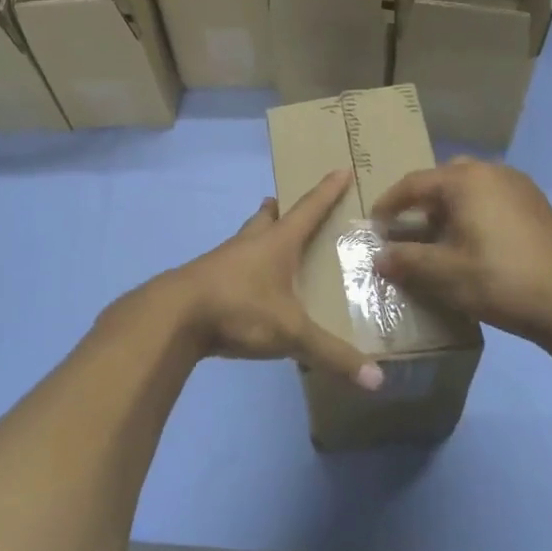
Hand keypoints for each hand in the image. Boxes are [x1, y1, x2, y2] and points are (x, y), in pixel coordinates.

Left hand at [171, 169, 383, 389]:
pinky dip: (244, 269)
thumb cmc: (239, 309)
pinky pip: (230, 266)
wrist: (173, 317)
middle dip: (281, 210)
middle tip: (290, 207)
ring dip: (259, 237)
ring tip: (271, 246)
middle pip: (267, 217)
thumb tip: (378, 380)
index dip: (327, 191)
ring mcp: (222, 260)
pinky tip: (248, 287)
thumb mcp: (291, 333)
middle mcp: (249, 244)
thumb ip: (332, 355)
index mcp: (276, 243)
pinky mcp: (205, 280)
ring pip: (245, 240)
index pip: (308, 209)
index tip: (340, 170)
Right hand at [372, 158, 551, 341]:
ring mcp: (519, 186)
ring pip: (469, 188)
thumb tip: (379, 257)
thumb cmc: (500, 280)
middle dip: (420, 203)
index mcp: (466, 179)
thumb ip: (406, 260)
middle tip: (405, 229)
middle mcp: (492, 172)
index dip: (389, 205)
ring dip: (447, 208)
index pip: (413, 184)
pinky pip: (491, 199)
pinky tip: (470, 244)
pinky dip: (472, 214)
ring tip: (436, 239)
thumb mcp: (444, 273)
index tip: (373, 226)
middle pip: (443, 179)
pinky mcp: (535, 206)